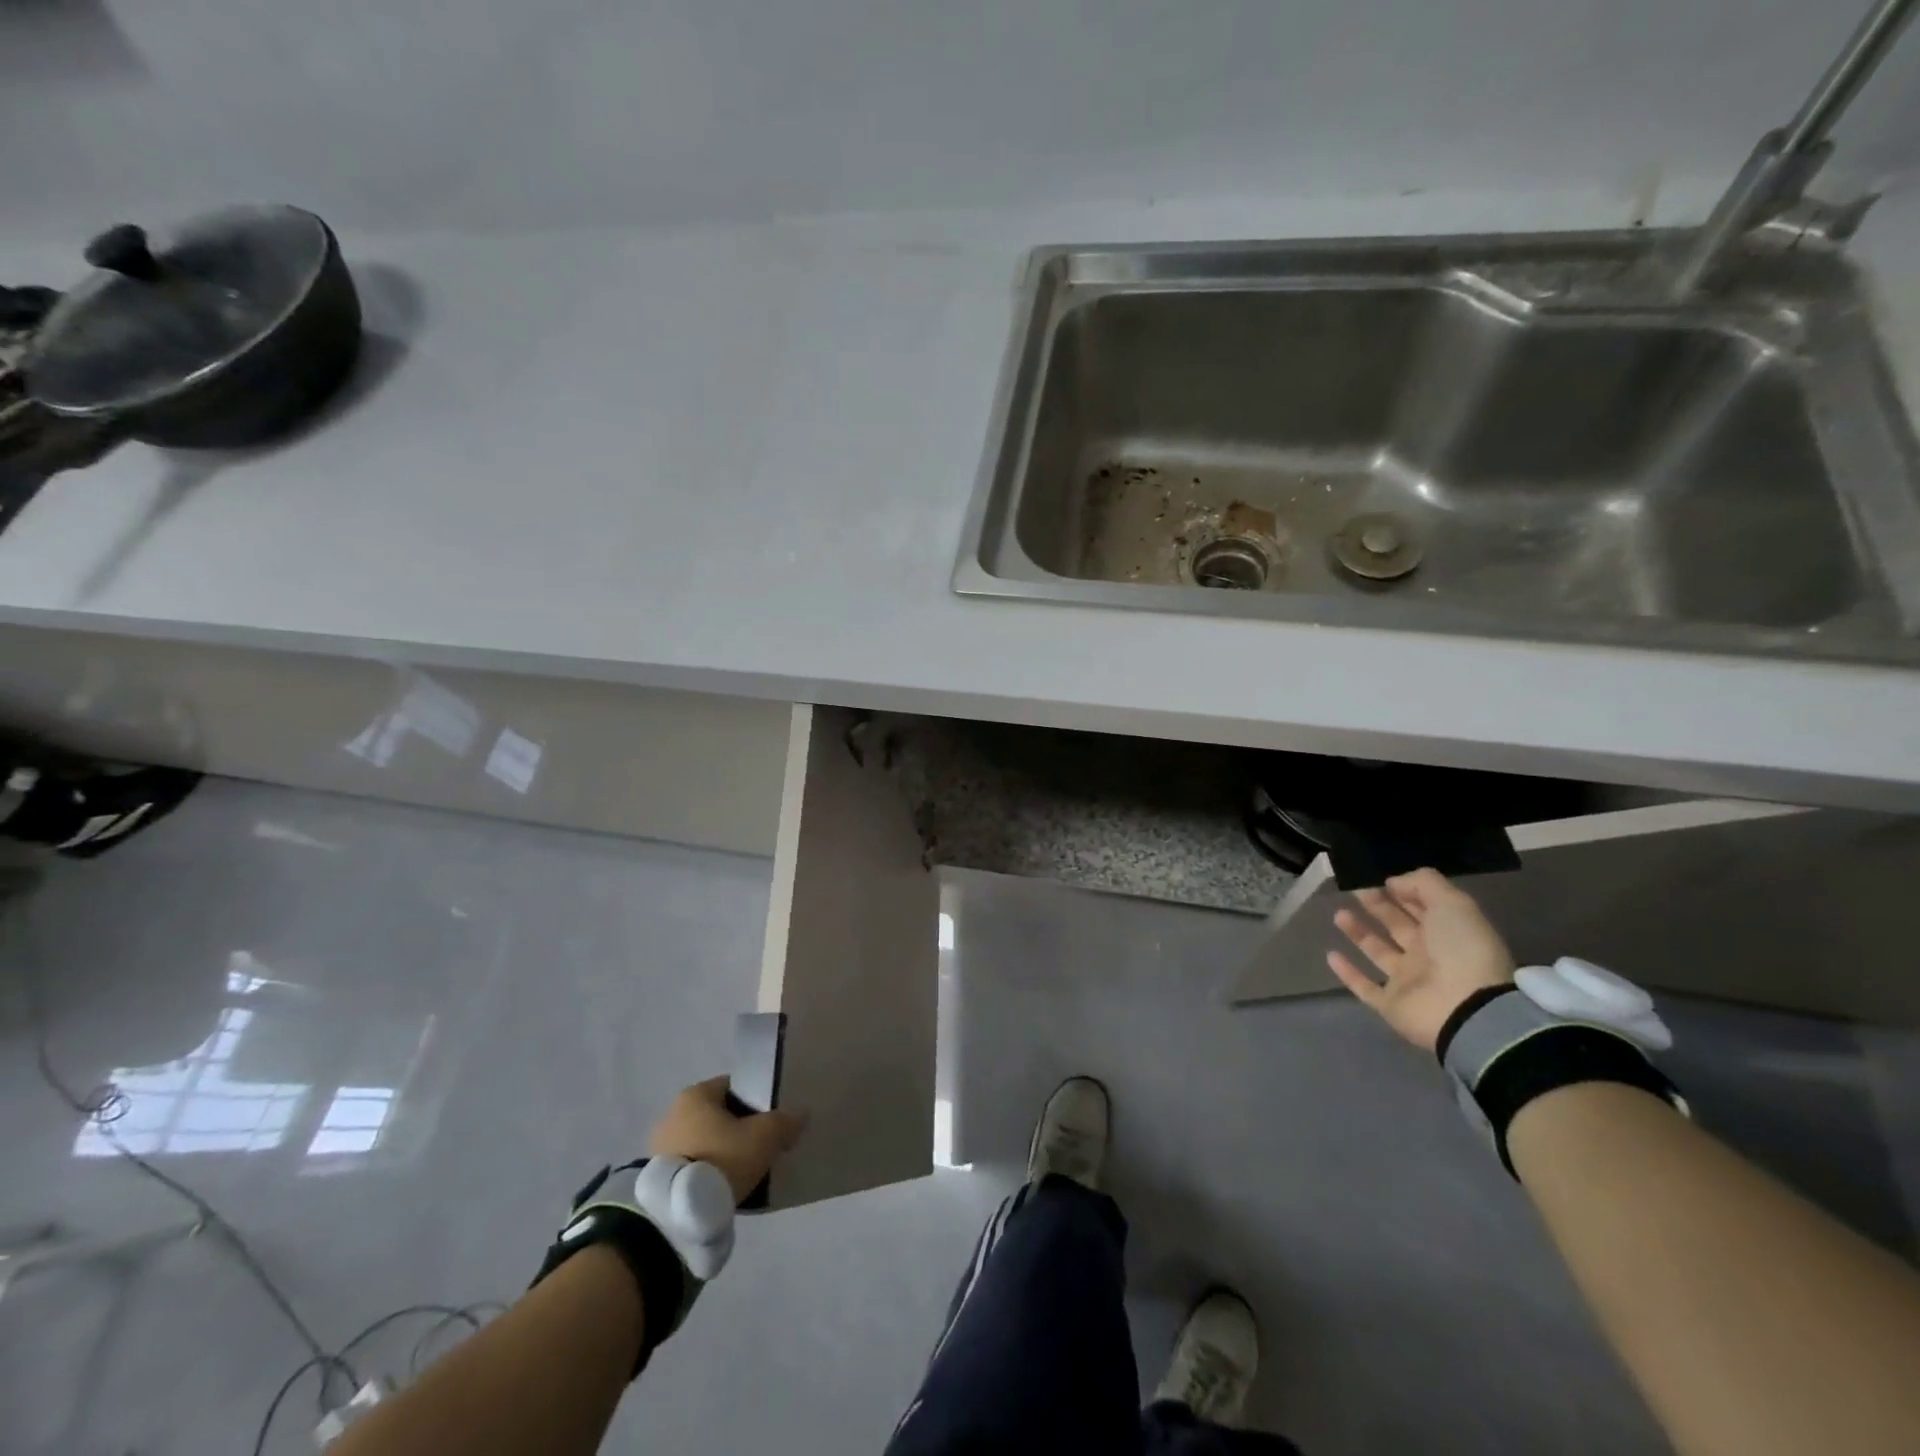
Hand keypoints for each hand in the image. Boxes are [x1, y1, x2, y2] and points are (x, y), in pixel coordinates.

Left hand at [649, 1077, 806, 1203]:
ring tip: (742, 1172)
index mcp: (696, 1094)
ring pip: (704, 1141)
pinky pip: (691, 1165)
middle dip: (738, 1128)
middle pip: (718, 1115)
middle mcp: (673, 1113)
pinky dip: (706, 1172)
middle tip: (761, 1146)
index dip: (757, 1100)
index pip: (734, 1087)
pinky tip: (722, 1187)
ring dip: (721, 1152)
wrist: (677, 1213)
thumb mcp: (764, 1136)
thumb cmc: (721, 1158)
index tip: (771, 1119)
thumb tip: (801, 1112)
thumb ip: (785, 1121)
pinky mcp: (656, 1177)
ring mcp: (660, 1146)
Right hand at [1328, 868, 1515, 1050]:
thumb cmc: (1462, 950)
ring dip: (1360, 933)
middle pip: (1398, 926)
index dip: (1403, 891)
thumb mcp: (1453, 904)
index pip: (1422, 907)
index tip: (1379, 878)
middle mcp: (1428, 955)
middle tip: (1354, 888)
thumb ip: (1424, 883)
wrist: (1467, 1009)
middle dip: (1378, 906)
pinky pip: (1365, 987)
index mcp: (1447, 932)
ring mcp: (1408, 982)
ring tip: (1339, 914)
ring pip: (1379, 952)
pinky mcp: (1390, 1004)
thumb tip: (1392, 882)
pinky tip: (1331, 955)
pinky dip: (1348, 973)